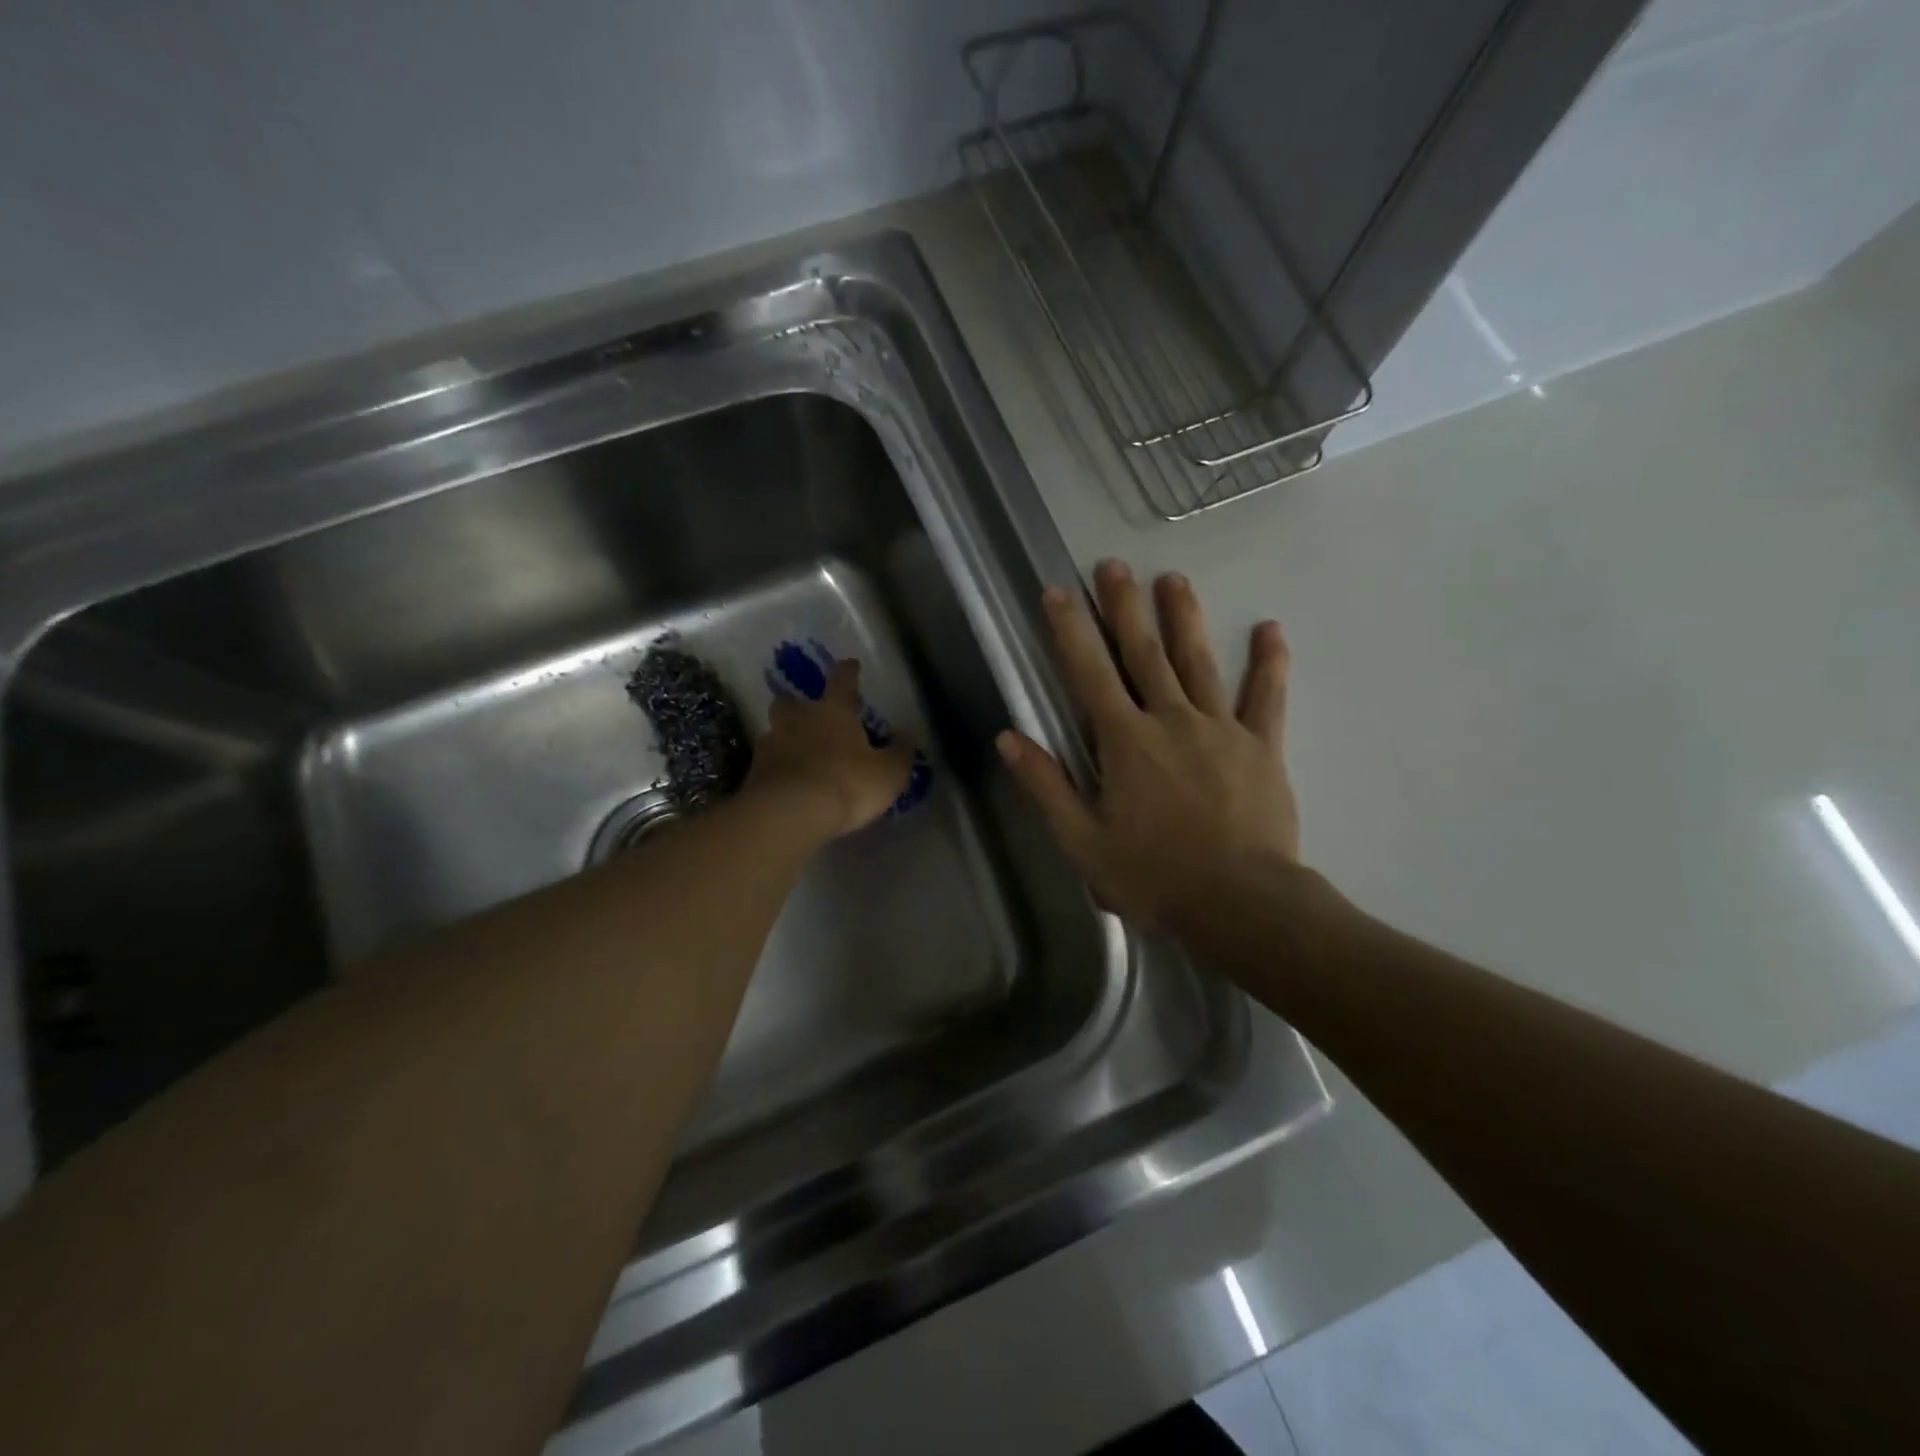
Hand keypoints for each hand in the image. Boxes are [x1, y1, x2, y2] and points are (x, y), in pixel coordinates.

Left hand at [747, 658, 914, 838]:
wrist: (789, 814)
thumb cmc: (847, 784)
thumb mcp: (888, 773)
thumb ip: (899, 752)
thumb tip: (905, 735)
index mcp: (833, 711)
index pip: (842, 680)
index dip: (848, 671)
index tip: (850, 664)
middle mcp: (798, 719)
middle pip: (791, 701)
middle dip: (798, 704)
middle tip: (807, 714)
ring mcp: (771, 744)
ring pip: (775, 731)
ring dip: (785, 738)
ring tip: (797, 754)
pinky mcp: (754, 773)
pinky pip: (767, 763)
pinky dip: (776, 768)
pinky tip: (786, 782)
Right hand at [996, 560, 1298, 934]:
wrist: (1240, 904)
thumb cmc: (1154, 877)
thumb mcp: (1083, 842)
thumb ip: (1047, 786)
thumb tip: (1009, 738)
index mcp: (1125, 742)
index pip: (1090, 674)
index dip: (1071, 630)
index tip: (1058, 593)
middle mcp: (1170, 720)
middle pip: (1143, 653)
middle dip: (1124, 607)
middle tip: (1113, 566)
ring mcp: (1221, 728)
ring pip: (1199, 662)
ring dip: (1184, 618)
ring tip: (1174, 579)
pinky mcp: (1262, 746)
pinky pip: (1267, 697)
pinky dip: (1269, 662)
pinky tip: (1271, 629)